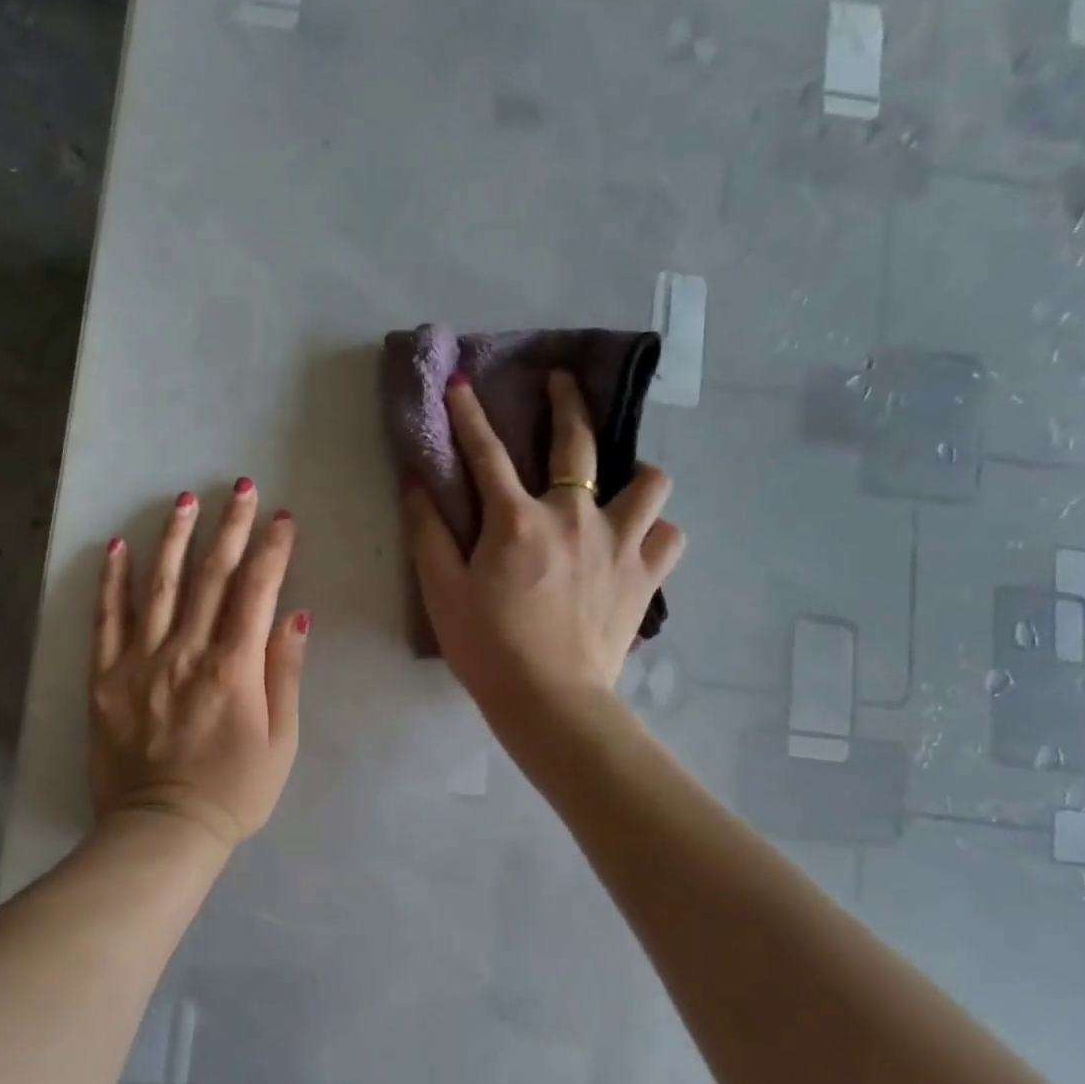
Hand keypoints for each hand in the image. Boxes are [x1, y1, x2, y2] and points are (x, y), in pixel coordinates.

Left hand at [90, 480, 308, 851]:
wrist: (162, 831)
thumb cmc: (234, 791)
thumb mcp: (280, 740)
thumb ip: (284, 673)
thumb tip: (294, 615)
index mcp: (232, 667)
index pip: (257, 591)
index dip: (272, 550)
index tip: (282, 518)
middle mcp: (186, 651)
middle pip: (212, 576)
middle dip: (230, 527)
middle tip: (241, 487)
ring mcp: (141, 661)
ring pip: (160, 585)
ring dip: (176, 538)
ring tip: (185, 500)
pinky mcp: (106, 678)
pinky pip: (107, 620)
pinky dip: (113, 581)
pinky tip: (120, 546)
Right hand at [403, 371, 684, 725]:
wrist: (550, 701)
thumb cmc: (487, 647)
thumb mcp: (441, 591)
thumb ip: (427, 532)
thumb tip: (416, 481)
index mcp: (517, 520)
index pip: (486, 453)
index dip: (468, 414)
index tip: (460, 382)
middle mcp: (574, 517)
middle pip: (577, 442)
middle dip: (566, 402)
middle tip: (561, 383)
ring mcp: (619, 543)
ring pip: (649, 481)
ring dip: (632, 473)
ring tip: (617, 484)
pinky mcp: (646, 575)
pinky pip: (668, 534)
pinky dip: (655, 530)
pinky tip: (637, 540)